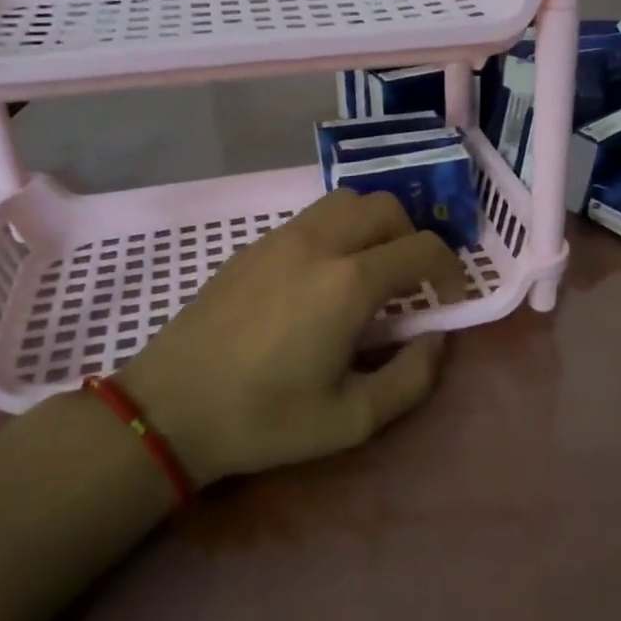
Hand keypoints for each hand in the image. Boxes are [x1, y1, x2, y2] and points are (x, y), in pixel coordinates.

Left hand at [119, 189, 465, 486]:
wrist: (169, 409)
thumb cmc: (265, 419)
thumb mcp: (353, 419)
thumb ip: (413, 377)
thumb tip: (436, 338)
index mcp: (348, 283)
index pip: (423, 248)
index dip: (451, 271)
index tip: (451, 301)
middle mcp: (318, 244)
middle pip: (387, 207)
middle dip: (413, 239)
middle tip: (412, 284)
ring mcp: (280, 239)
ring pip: (346, 201)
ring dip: (375, 228)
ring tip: (372, 273)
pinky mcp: (252, 247)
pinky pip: (311, 219)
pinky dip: (338, 233)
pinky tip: (323, 281)